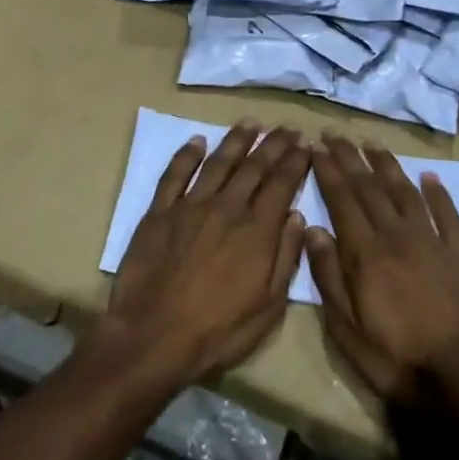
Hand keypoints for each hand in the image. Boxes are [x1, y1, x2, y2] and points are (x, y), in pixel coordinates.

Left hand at [97, 122, 309, 388]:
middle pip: (254, 167)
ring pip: (218, 163)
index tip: (305, 144)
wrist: (153, 335)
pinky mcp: (159, 211)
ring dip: (236, 140)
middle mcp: (227, 208)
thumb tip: (297, 217)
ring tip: (250, 123)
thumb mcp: (268, 307)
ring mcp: (190, 206)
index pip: (282, 184)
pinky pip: (175, 174)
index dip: (295, 161)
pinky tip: (197, 140)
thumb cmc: (218, 330)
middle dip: (273, 145)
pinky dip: (187, 154)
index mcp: (257, 231)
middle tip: (286, 128)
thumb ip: (285, 258)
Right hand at [306, 135, 458, 426]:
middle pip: (369, 187)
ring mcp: (432, 243)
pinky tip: (430, 177)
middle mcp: (397, 236)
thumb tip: (313, 230)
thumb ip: (328, 278)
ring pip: (405, 192)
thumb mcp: (348, 332)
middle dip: (349, 157)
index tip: (315, 147)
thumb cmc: (399, 363)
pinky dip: (438, 193)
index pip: (342, 200)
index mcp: (366, 254)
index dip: (327, 171)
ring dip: (387, 165)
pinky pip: (448, 215)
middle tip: (335, 134)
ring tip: (372, 144)